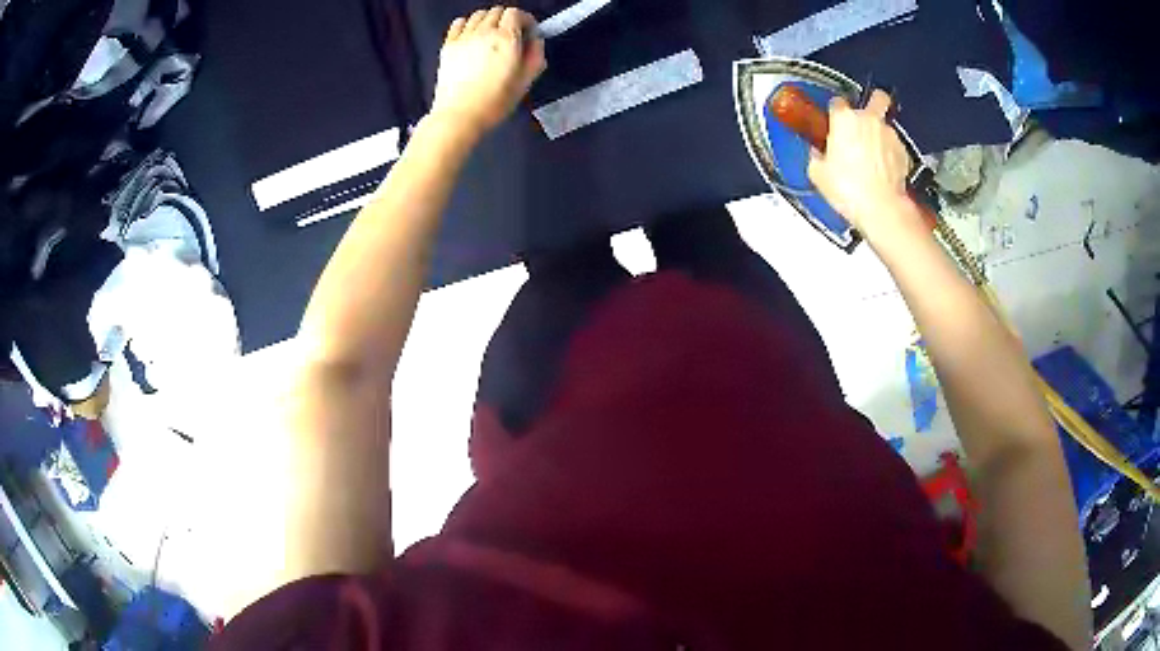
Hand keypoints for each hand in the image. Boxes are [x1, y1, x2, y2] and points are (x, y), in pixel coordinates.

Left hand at [431, 6, 545, 137]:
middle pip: (497, 11)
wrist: (459, 115)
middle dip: (507, 19)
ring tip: (491, 35)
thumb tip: (535, 40)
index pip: (516, 13)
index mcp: (506, 39)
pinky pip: (458, 23)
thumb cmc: (494, 102)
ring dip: (488, 20)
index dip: (525, 20)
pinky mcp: (448, 46)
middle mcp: (484, 32)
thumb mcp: (525, 81)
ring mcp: (464, 37)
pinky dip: (467, 23)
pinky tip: (471, 35)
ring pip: (478, 15)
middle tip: (511, 35)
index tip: (527, 32)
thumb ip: (535, 56)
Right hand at [807, 91, 915, 238]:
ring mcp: (889, 135)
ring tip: (873, 155)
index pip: (837, 102)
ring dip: (881, 134)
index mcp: (844, 119)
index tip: (833, 122)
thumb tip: (818, 156)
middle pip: (877, 97)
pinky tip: (883, 170)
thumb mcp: (818, 174)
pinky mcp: (904, 153)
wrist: (881, 209)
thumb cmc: (851, 189)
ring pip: (887, 124)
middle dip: (874, 102)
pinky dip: (891, 154)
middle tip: (867, 115)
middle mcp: (869, 120)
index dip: (834, 112)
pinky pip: (896, 146)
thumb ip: (817, 157)